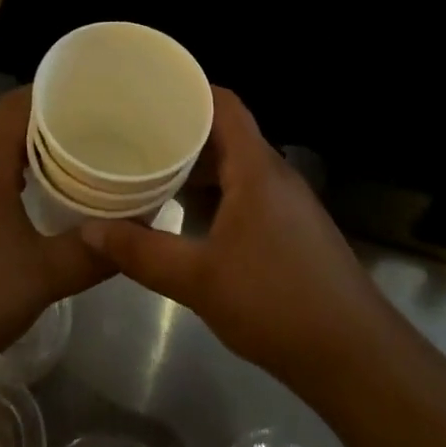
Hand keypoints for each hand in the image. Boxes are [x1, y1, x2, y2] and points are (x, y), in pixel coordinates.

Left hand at [0, 88, 109, 379]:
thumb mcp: (42, 277)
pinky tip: (22, 201)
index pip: (20, 103)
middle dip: (45, 122)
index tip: (92, 98)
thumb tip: (135, 236)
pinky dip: (0, 174)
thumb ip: (92, 253)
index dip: (56, 94)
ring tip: (64, 161)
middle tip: (90, 131)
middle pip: (3, 122)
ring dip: (22, 150)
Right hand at [79, 88, 393, 387]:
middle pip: (227, 132)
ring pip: (237, 165)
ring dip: (199, 165)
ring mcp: (288, 203)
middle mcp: (275, 174)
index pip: (225, 103)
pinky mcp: (293, 230)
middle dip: (183, 130)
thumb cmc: (276, 303)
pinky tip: (189, 216)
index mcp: (256, 167)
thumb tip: (89, 229)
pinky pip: (248, 191)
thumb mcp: (199, 280)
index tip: (149, 90)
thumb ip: (142, 252)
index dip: (190, 89)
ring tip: (153, 169)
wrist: (356, 357)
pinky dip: (217, 192)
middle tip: (137, 131)